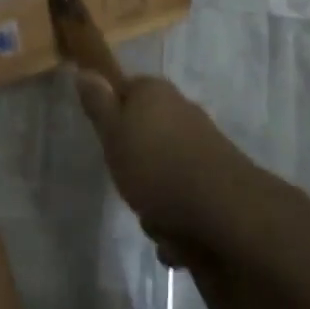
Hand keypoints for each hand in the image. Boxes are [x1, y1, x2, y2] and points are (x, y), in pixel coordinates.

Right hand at [72, 72, 253, 244]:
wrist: (224, 210)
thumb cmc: (156, 167)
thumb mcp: (113, 135)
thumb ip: (98, 105)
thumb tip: (85, 71)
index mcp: (153, 92)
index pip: (124, 91)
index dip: (111, 116)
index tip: (107, 143)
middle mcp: (180, 109)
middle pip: (144, 133)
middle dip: (134, 165)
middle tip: (127, 184)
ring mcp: (203, 142)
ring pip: (164, 168)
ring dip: (155, 198)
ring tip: (155, 220)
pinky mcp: (219, 174)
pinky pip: (185, 194)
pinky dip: (178, 216)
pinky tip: (177, 237)